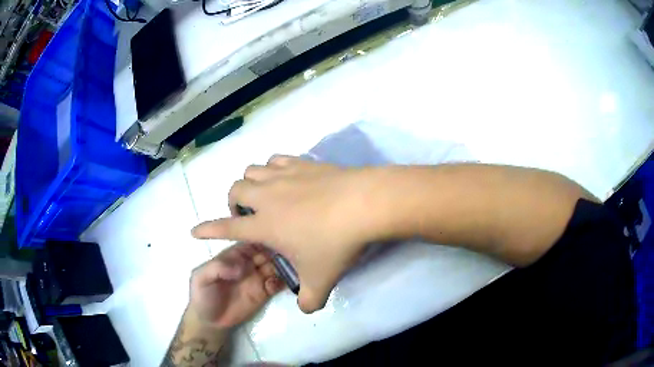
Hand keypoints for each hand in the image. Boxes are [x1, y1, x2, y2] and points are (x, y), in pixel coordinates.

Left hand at [189, 243, 284, 328]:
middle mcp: (249, 263)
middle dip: (277, 250)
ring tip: (289, 267)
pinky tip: (277, 285)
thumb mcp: (201, 278)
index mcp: (234, 254)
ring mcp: (258, 277)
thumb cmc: (202, 295)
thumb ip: (217, 267)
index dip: (262, 236)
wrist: (211, 322)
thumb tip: (241, 268)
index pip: (251, 240)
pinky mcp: (265, 292)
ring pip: (276, 265)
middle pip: (267, 251)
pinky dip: (283, 281)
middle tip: (287, 252)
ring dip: (284, 264)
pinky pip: (278, 283)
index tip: (273, 236)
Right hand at [192, 156, 394, 312]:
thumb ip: (310, 301)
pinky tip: (285, 179)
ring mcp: (285, 175)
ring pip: (252, 170)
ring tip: (264, 196)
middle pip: (235, 190)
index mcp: (265, 224)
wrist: (364, 204)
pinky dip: (272, 169)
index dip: (208, 230)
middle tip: (248, 216)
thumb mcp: (321, 281)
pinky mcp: (303, 163)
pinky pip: (276, 160)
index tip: (195, 230)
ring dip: (251, 183)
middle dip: (233, 203)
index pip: (226, 228)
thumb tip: (308, 309)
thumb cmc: (336, 243)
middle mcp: (268, 196)